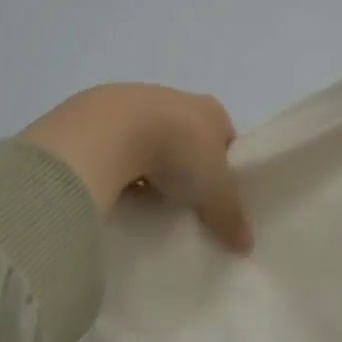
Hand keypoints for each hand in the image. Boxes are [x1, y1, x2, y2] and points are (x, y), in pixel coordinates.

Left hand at [20, 85, 252, 252]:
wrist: (110, 130)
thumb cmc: (177, 152)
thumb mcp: (214, 191)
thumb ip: (231, 215)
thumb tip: (246, 244)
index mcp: (210, 110)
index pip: (224, 136)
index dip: (223, 165)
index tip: (215, 196)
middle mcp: (175, 98)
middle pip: (186, 136)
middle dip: (182, 165)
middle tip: (179, 202)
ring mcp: (133, 101)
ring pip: (147, 138)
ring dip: (146, 164)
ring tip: (142, 200)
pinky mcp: (94, 113)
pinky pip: (113, 144)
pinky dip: (115, 164)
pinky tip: (111, 189)